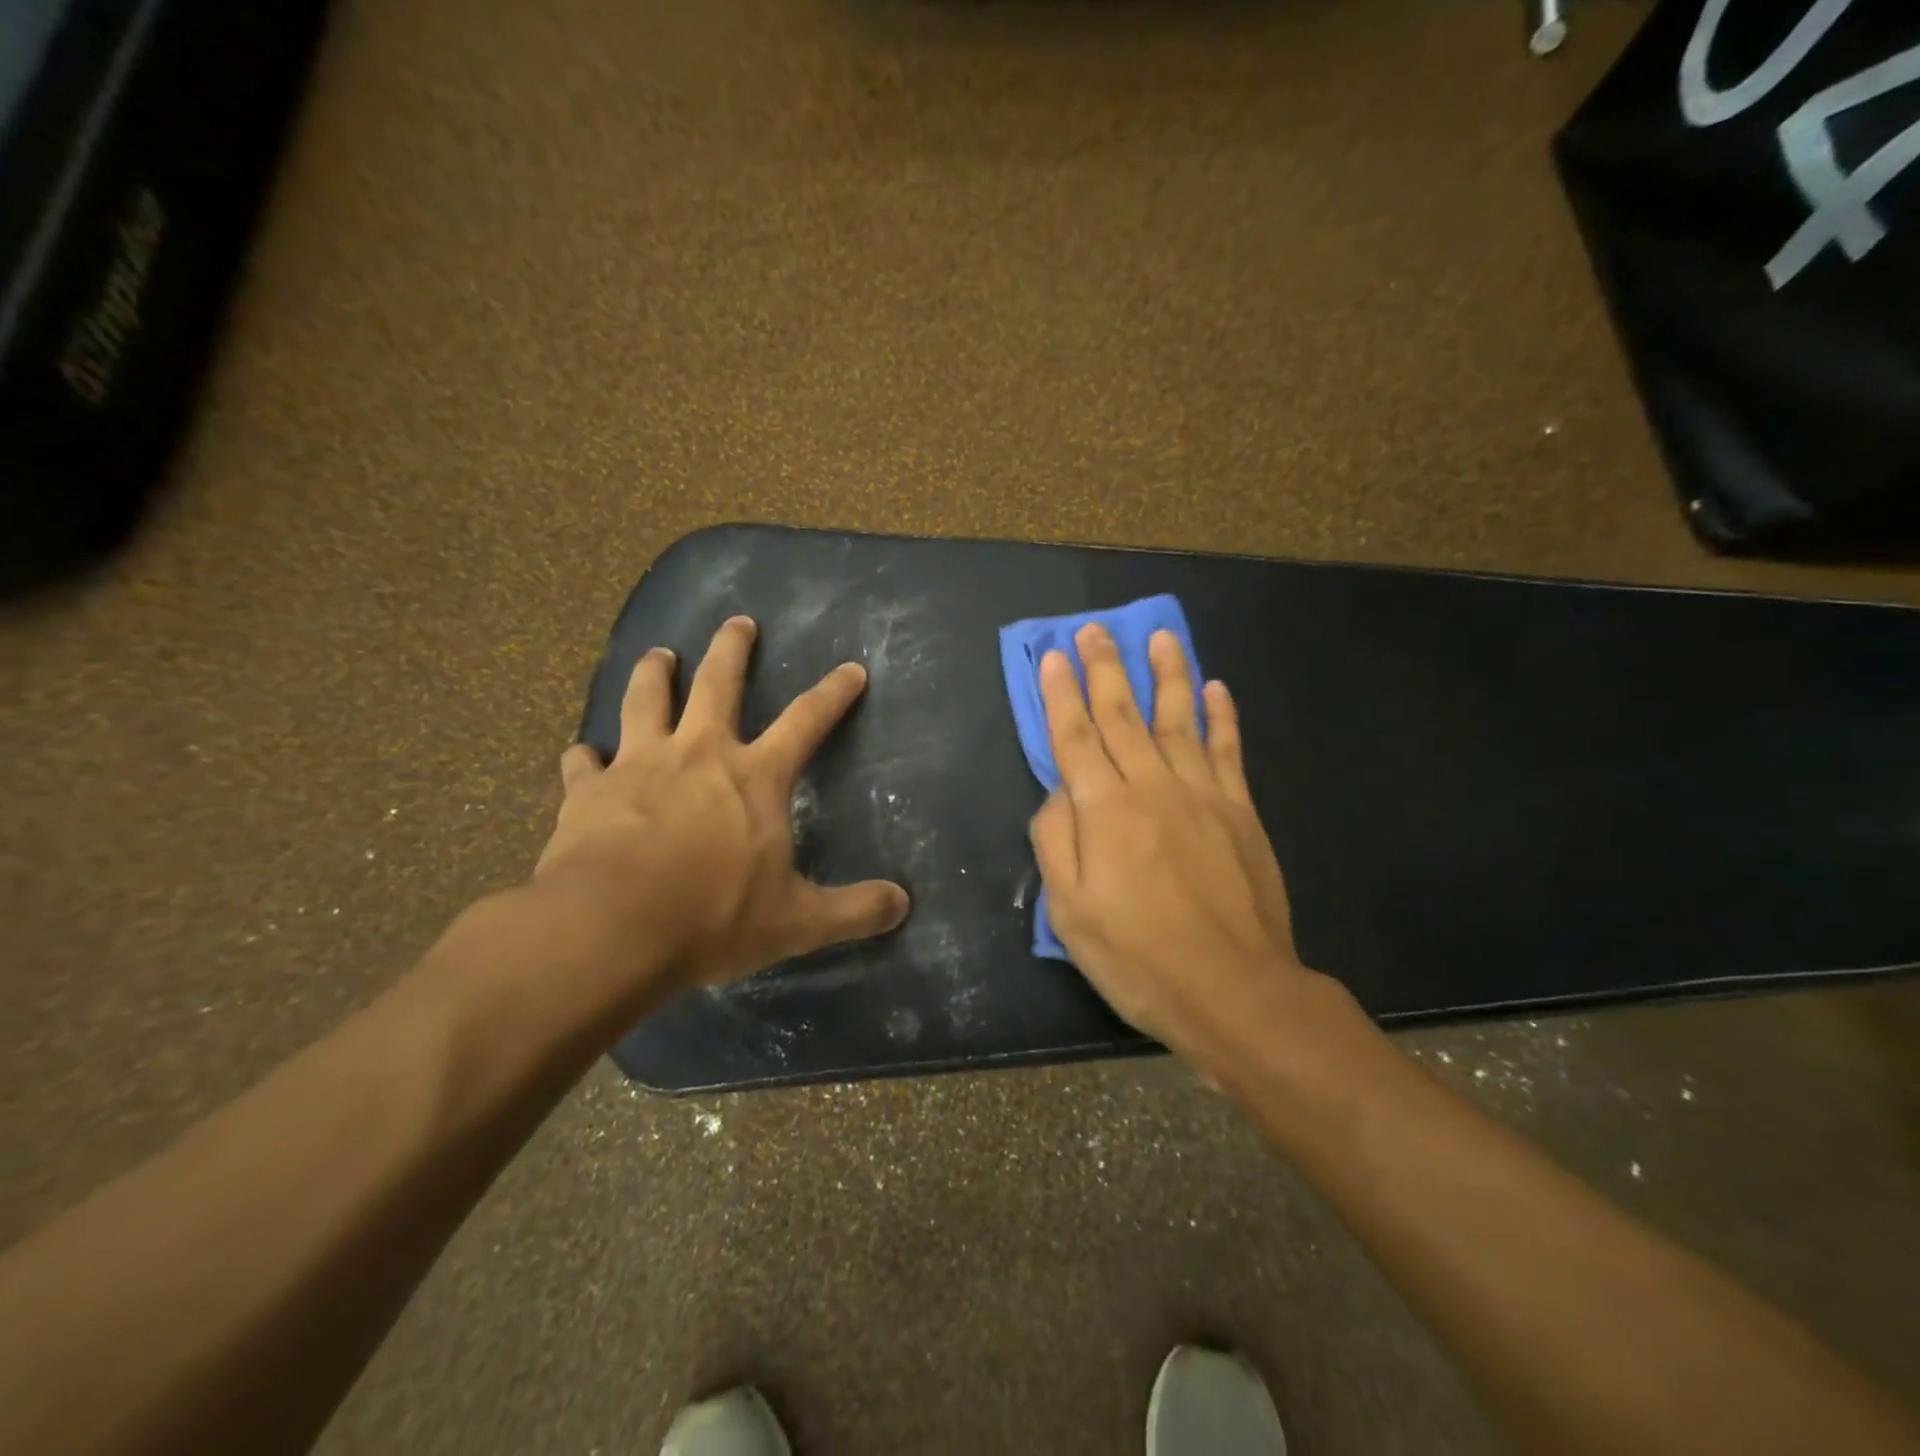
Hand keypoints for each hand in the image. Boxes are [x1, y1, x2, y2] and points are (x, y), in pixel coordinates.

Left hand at [534, 616, 909, 995]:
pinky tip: (583, 755)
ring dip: (653, 673)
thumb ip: (853, 911)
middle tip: (738, 622)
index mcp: (754, 776)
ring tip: (658, 654)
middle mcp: (698, 753)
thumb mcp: (796, 922)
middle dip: (731, 648)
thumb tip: (903, 904)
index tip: (851, 669)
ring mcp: (638, 765)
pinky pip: (584, 762)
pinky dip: (585, 756)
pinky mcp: (588, 790)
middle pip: (717, 682)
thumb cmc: (712, 918)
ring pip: (645, 699)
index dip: (833, 693)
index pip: (807, 720)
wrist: (609, 930)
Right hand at [1029, 624, 1321, 1063]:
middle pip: (1123, 715)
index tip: (1055, 655)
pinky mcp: (1241, 812)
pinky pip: (1228, 752)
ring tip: (1159, 635)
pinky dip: (1221, 717)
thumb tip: (1058, 793)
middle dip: (1105, 669)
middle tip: (1095, 629)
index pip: (1076, 738)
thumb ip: (1055, 843)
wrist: (1235, 991)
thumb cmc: (1139, 958)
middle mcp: (1152, 788)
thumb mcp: (1070, 913)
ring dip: (1167, 674)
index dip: (1062, 694)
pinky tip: (1216, 689)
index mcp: (1105, 812)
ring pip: (1178, 720)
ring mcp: (1203, 795)